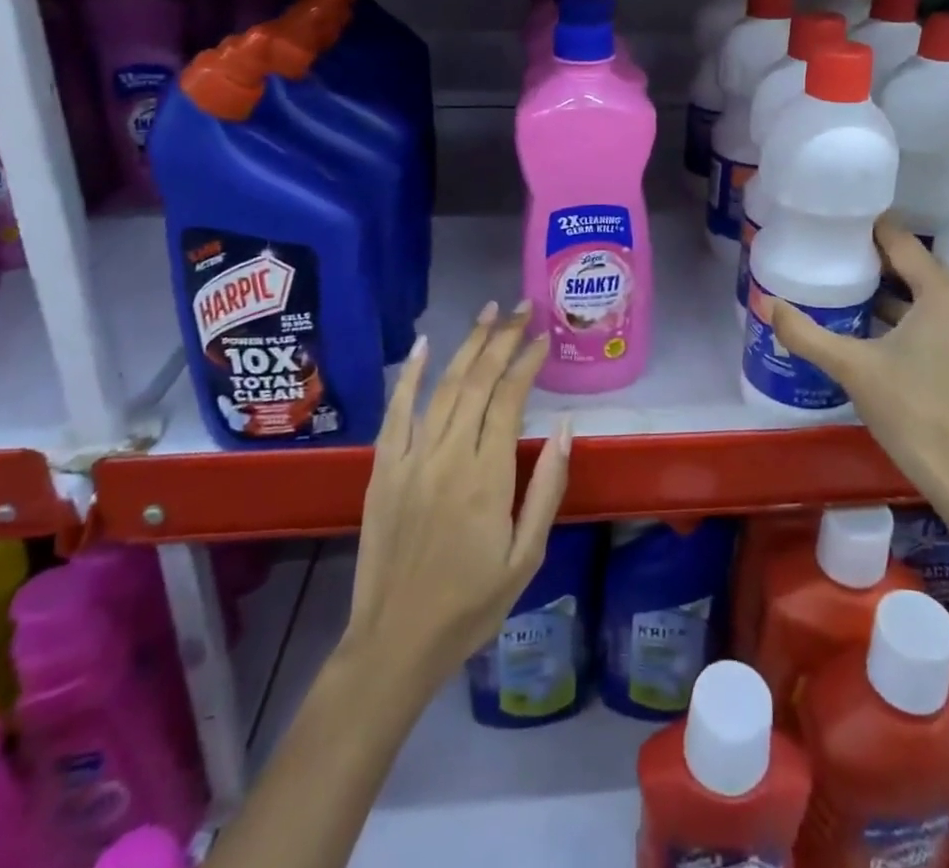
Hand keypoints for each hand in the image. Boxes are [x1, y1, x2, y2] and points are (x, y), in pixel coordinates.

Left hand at [345, 300, 572, 688]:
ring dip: (467, 345)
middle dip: (502, 339)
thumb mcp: (526, 556)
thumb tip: (565, 427)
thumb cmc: (472, 603)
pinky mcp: (383, 469)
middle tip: (521, 308)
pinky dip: (408, 375)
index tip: (543, 338)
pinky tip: (423, 345)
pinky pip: (396, 412)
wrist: (395, 642)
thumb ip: (547, 487)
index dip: (526, 363)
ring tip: (488, 313)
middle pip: (476, 382)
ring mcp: (410, 460)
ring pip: (442, 388)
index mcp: (486, 477)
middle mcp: (447, 457)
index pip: (508, 400)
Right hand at [772, 221, 948, 569]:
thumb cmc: (911, 411)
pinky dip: (913, 317)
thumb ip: (806, 334)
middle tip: (835, 258)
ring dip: (894, 292)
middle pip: (917, 268)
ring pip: (930, 297)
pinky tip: (880, 332)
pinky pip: (942, 321)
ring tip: (850, 292)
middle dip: (877, 263)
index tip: (838, 225)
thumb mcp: (851, 368)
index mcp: (943, 294)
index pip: (902, 243)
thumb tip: (767, 304)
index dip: (869, 230)